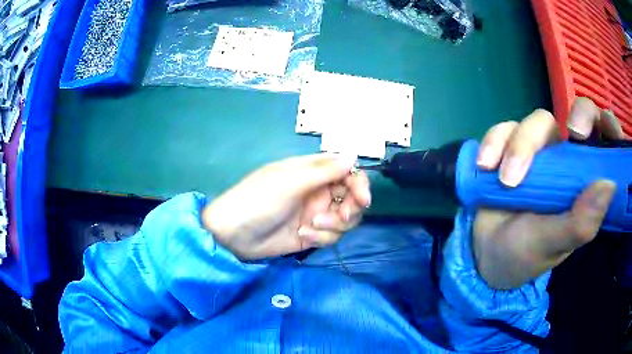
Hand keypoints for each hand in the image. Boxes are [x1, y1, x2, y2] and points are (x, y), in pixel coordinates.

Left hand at [201, 154, 370, 260]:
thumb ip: (325, 170)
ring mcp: (315, 214)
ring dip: (333, 224)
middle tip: (341, 216)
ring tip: (311, 226)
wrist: (234, 235)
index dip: (359, 183)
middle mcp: (318, 191)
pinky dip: (322, 237)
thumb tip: (353, 154)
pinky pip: (331, 235)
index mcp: (312, 172)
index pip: (346, 171)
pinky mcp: (312, 234)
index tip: (363, 198)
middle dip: (350, 208)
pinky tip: (304, 236)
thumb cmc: (259, 200)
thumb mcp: (291, 181)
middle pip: (351, 197)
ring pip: (344, 219)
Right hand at [473, 98, 625, 288]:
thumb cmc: (525, 255)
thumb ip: (580, 223)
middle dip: (577, 115)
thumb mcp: (553, 245)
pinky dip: (494, 142)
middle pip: (577, 115)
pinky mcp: (510, 147)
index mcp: (584, 185)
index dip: (610, 126)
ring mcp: (539, 152)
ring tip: (504, 180)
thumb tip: (609, 184)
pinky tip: (485, 166)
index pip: (606, 145)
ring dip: (520, 144)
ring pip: (538, 121)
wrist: (485, 256)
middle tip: (573, 132)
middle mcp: (567, 161)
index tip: (608, 127)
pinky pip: (504, 129)